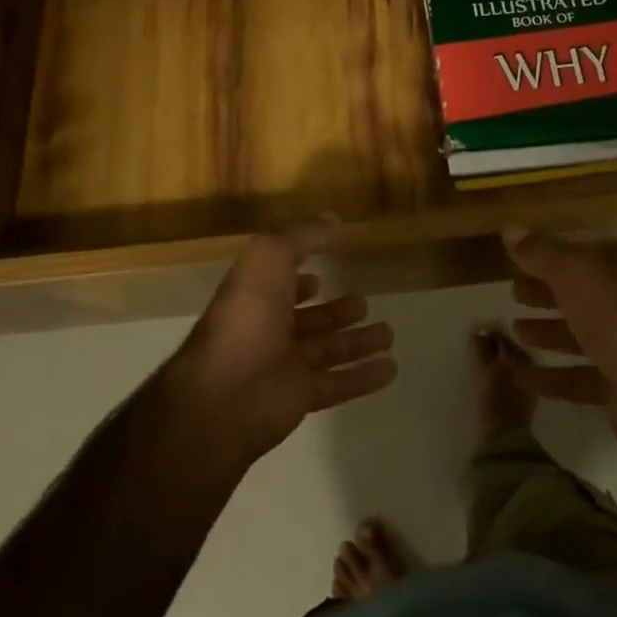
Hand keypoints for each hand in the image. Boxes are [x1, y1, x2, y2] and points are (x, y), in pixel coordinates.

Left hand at [167, 227, 397, 470]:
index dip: (297, 275)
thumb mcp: (271, 256)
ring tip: (388, 333)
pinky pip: (338, 383)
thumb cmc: (248, 315)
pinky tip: (391, 368)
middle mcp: (268, 328)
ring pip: (327, 350)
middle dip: (334, 311)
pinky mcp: (300, 397)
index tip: (323, 271)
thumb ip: (304, 235)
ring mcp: (283, 365)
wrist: (226, 393)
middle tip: (363, 302)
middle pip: (308, 319)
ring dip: (357, 342)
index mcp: (256, 294)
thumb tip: (335, 220)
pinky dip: (363, 376)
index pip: (279, 281)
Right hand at [500, 227, 616, 472]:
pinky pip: (577, 376)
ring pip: (578, 334)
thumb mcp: (572, 272)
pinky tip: (520, 375)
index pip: (580, 252)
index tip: (515, 258)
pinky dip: (550, 376)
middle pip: (579, 292)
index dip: (548, 253)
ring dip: (546, 331)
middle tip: (512, 292)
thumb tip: (509, 228)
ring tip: (513, 330)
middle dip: (545, 291)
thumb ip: (539, 252)